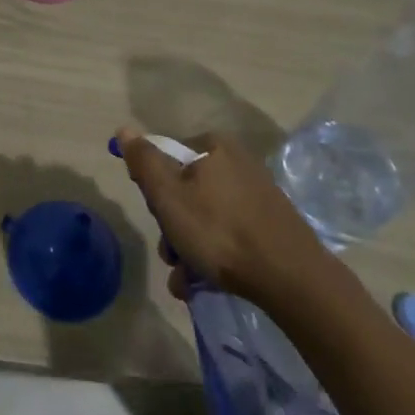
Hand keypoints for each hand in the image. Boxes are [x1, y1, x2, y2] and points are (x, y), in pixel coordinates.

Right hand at [117, 131, 332, 303]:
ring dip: (188, 249)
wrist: (290, 278)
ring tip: (187, 281)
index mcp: (213, 146)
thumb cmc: (219, 231)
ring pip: (205, 218)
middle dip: (173, 228)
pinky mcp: (270, 224)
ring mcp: (257, 194)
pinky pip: (229, 234)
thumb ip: (144, 162)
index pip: (167, 159)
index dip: (155, 191)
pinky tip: (204, 284)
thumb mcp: (168, 196)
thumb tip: (125, 129)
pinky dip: (214, 256)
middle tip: (172, 255)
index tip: (158, 218)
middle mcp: (237, 162)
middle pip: (185, 191)